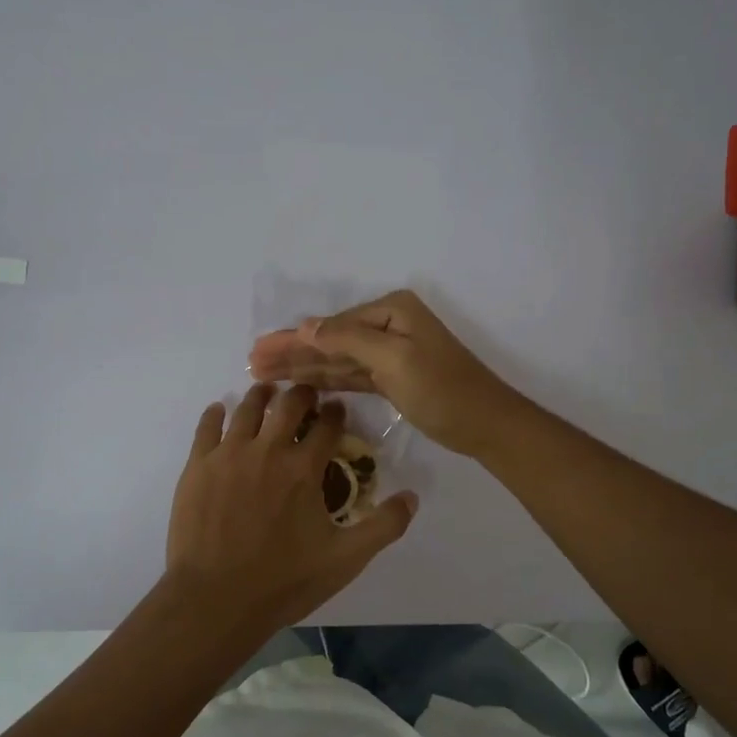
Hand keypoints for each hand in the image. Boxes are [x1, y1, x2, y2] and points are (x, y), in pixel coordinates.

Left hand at [166, 383, 417, 631]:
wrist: (215, 599)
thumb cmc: (283, 581)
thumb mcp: (345, 560)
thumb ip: (383, 526)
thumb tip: (412, 497)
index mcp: (303, 469)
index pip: (327, 426)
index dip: (335, 413)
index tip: (337, 408)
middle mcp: (267, 450)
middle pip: (288, 405)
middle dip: (301, 394)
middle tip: (305, 392)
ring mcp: (228, 454)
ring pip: (247, 409)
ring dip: (261, 395)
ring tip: (266, 390)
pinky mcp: (198, 466)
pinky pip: (207, 427)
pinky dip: (216, 413)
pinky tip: (220, 409)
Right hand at [247, 290, 522, 457]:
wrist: (486, 425)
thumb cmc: (442, 388)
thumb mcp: (394, 359)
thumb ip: (348, 339)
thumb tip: (306, 326)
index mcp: (391, 311)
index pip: (331, 325)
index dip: (292, 339)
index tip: (256, 350)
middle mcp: (388, 326)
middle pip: (329, 340)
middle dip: (291, 352)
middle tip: (251, 363)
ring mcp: (390, 352)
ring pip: (336, 360)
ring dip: (302, 367)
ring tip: (263, 374)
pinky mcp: (391, 378)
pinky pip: (350, 375)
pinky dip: (325, 380)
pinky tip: (300, 384)